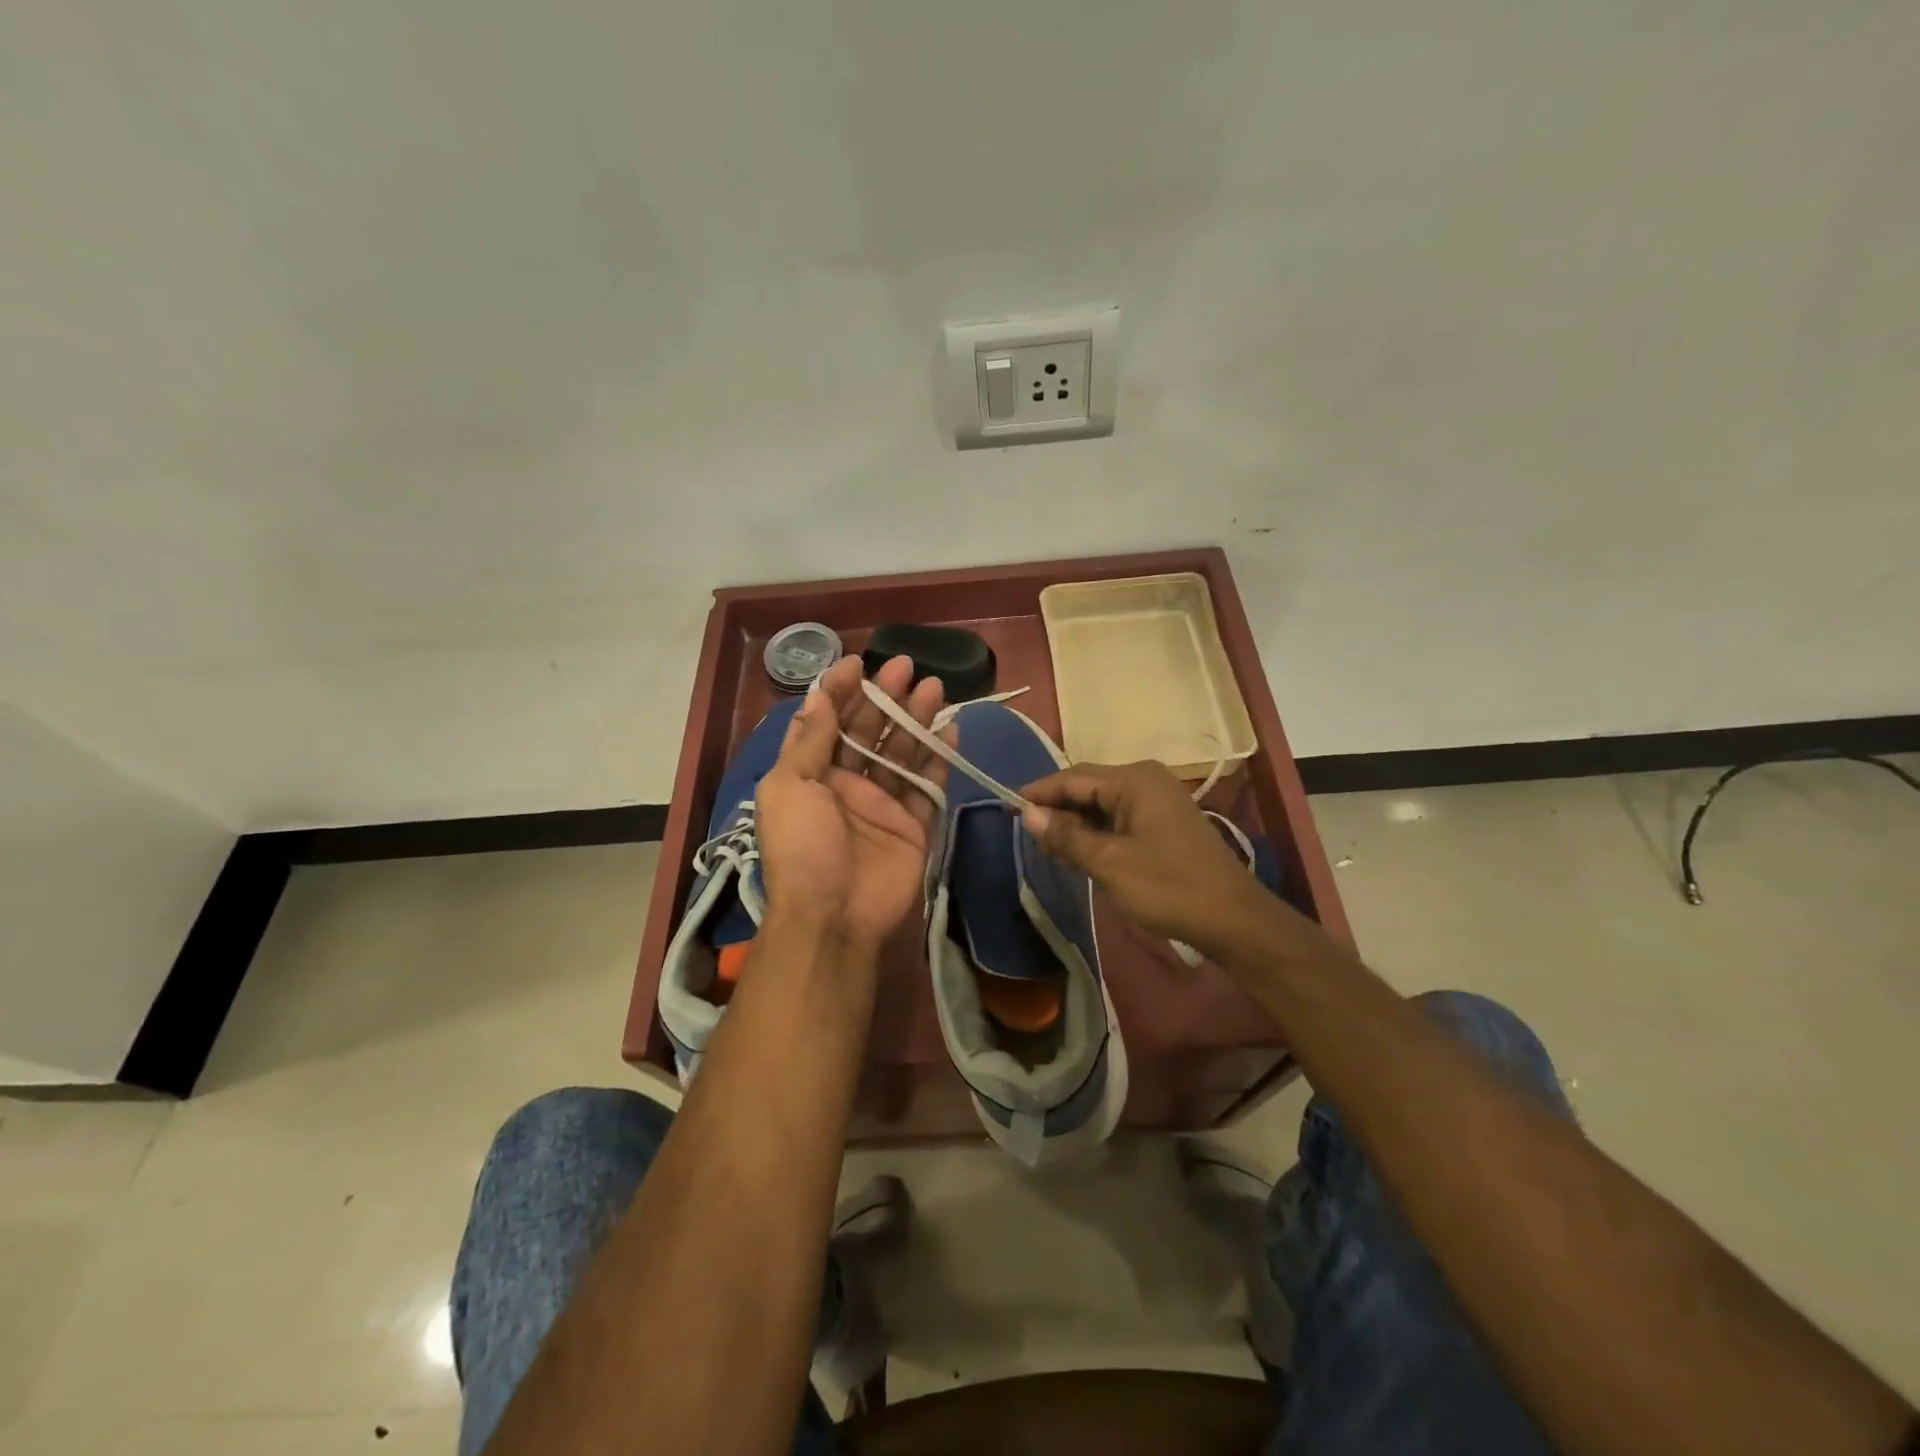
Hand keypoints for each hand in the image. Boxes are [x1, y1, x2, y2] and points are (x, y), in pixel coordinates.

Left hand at [755, 653, 951, 948]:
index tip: (858, 662)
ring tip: (934, 687)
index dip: (840, 690)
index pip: (827, 720)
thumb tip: (818, 694)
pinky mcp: (914, 824)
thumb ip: (810, 740)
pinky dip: (940, 756)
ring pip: (902, 751)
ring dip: (916, 719)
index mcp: (811, 774)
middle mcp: (847, 783)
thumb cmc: (802, 848)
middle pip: (869, 730)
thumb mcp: (790, 788)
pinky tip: (951, 727)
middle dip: (885, 697)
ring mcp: (882, 803)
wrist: (834, 917)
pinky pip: (929, 785)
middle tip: (907, 666)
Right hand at [1020, 761, 1274, 949]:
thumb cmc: (1168, 887)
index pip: (1073, 777)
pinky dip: (1097, 829)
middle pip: (1088, 785)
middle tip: (1024, 830)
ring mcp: (1158, 798)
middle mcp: (1146, 779)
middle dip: (1056, 807)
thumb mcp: (1109, 863)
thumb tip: (1027, 814)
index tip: (1007, 807)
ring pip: (1102, 802)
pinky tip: (1080, 848)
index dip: (1039, 792)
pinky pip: (1119, 815)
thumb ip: (1067, 835)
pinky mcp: (1164, 820)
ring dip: (1076, 820)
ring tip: (1046, 841)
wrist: (1232, 918)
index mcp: (1134, 780)